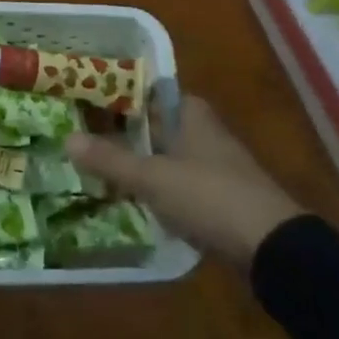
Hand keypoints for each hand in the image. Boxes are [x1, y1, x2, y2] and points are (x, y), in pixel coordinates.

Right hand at [65, 94, 304, 265]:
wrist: (272, 246)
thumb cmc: (209, 195)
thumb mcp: (153, 178)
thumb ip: (110, 160)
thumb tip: (67, 138)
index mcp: (191, 112)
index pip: (148, 92)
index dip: (118, 96)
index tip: (85, 103)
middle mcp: (203, 130)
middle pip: (155, 126)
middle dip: (123, 135)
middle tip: (82, 140)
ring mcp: (214, 165)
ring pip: (165, 158)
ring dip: (139, 165)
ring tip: (96, 171)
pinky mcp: (219, 197)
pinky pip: (178, 186)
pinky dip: (157, 191)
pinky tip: (132, 202)